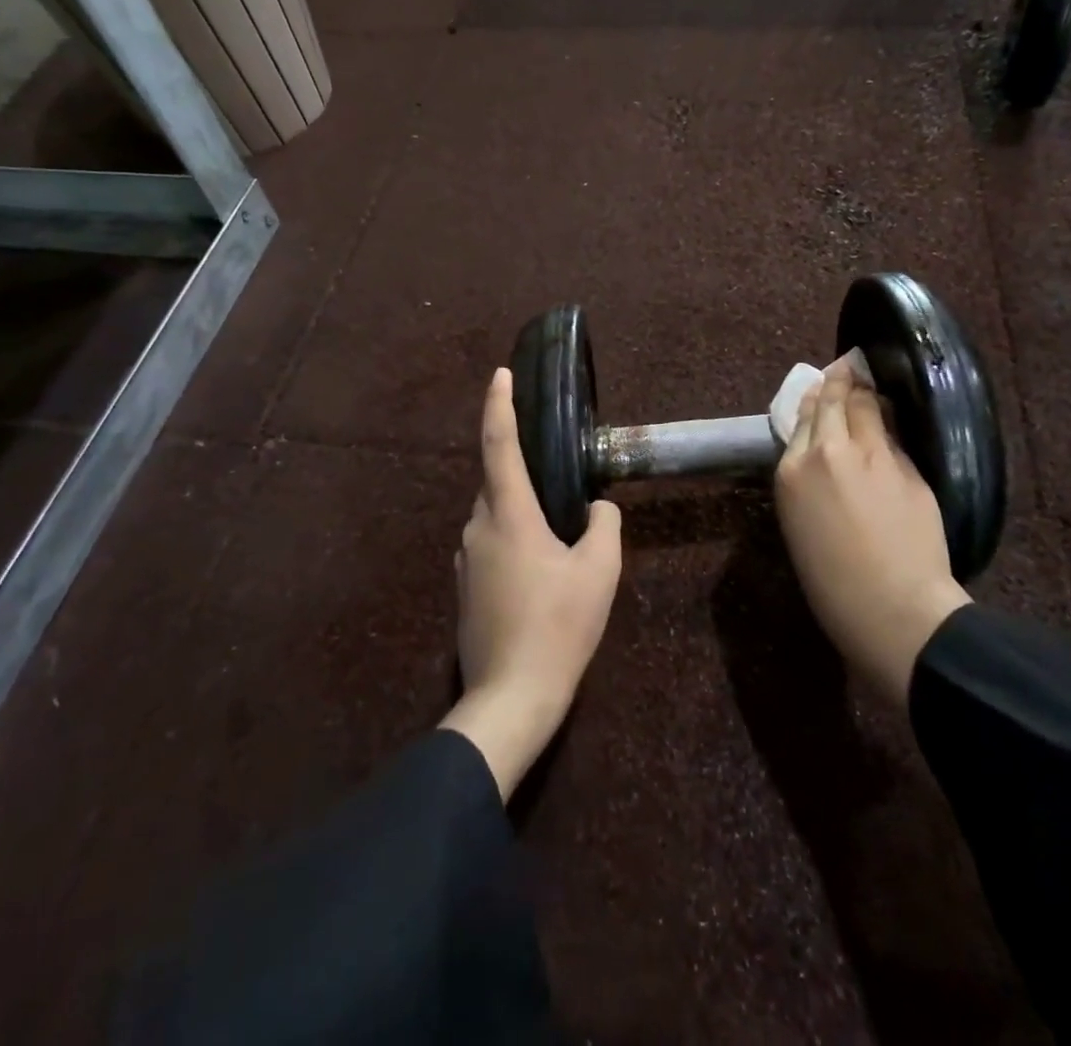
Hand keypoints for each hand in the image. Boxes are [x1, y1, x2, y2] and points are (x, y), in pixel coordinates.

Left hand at [439, 368, 622, 800]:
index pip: (499, 444)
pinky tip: (539, 571)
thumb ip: (605, 526)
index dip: (499, 404)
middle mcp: (478, 527)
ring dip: (520, 511)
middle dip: (522, 470)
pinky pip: (490, 544)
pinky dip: (512, 540)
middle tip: (559, 479)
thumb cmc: (559, 627)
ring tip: (557, 535)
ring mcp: (466, 559)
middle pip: (497, 481)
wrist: (510, 697)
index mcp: (509, 514)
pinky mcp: (465, 586)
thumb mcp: (600, 572)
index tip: (501, 373)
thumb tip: (599, 508)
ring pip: (494, 515)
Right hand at [774, 357, 970, 703]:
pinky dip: (888, 420)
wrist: (892, 608)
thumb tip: (821, 457)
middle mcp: (827, 452)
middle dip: (840, 380)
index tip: (822, 386)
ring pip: (867, 406)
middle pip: (835, 401)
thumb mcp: (799, 525)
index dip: (816, 398)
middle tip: (847, 367)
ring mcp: (872, 455)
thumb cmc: (833, 583)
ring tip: (867, 381)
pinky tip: (890, 415)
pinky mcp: (907, 466)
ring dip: (866, 391)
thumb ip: (806, 481)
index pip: (803, 418)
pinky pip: (894, 433)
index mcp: (792, 471)